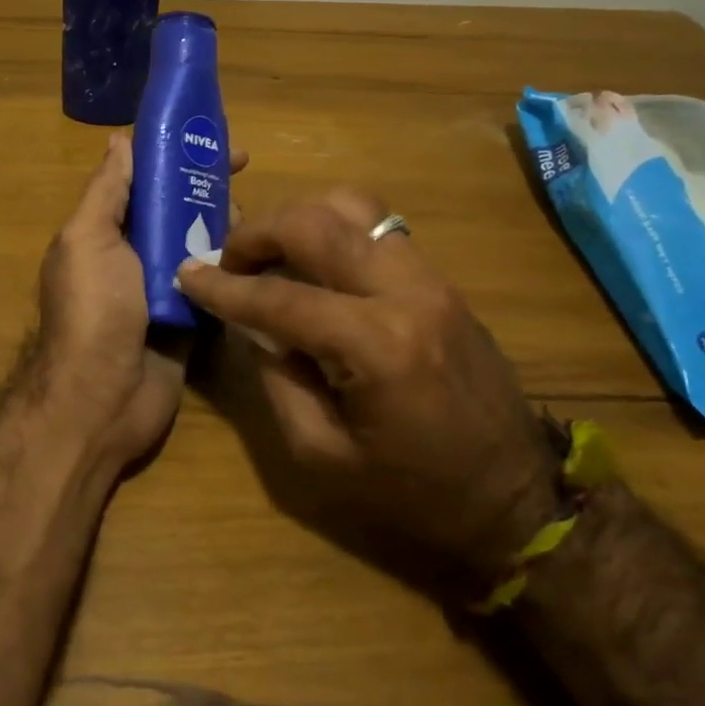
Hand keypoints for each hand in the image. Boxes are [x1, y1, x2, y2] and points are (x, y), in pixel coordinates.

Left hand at [27, 134, 245, 473]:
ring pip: (201, 241)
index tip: (210, 137)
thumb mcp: (88, 240)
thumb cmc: (93, 311)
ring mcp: (165, 287)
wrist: (103, 400)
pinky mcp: (192, 318)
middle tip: (244, 170)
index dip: (173, 154)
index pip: (143, 179)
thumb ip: (106, 192)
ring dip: (225, 223)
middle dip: (207, 185)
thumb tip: (119, 139)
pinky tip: (262, 252)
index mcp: (106, 230)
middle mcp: (135, 254)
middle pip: (177, 207)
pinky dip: (234, 266)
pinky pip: (216, 283)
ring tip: (250, 215)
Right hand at [177, 187, 556, 581]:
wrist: (518, 499)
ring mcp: (432, 279)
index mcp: (376, 346)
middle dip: (259, 233)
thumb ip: (276, 378)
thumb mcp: (322, 455)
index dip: (223, 285)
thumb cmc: (414, 494)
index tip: (186, 273)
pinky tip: (314, 265)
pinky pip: (379, 228)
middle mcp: (407, 293)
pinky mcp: (442, 281)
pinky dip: (334, 231)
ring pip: (354, 206)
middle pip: (317, 223)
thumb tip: (250, 324)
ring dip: (300, 219)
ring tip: (272, 254)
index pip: (279, 296)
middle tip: (228, 260)